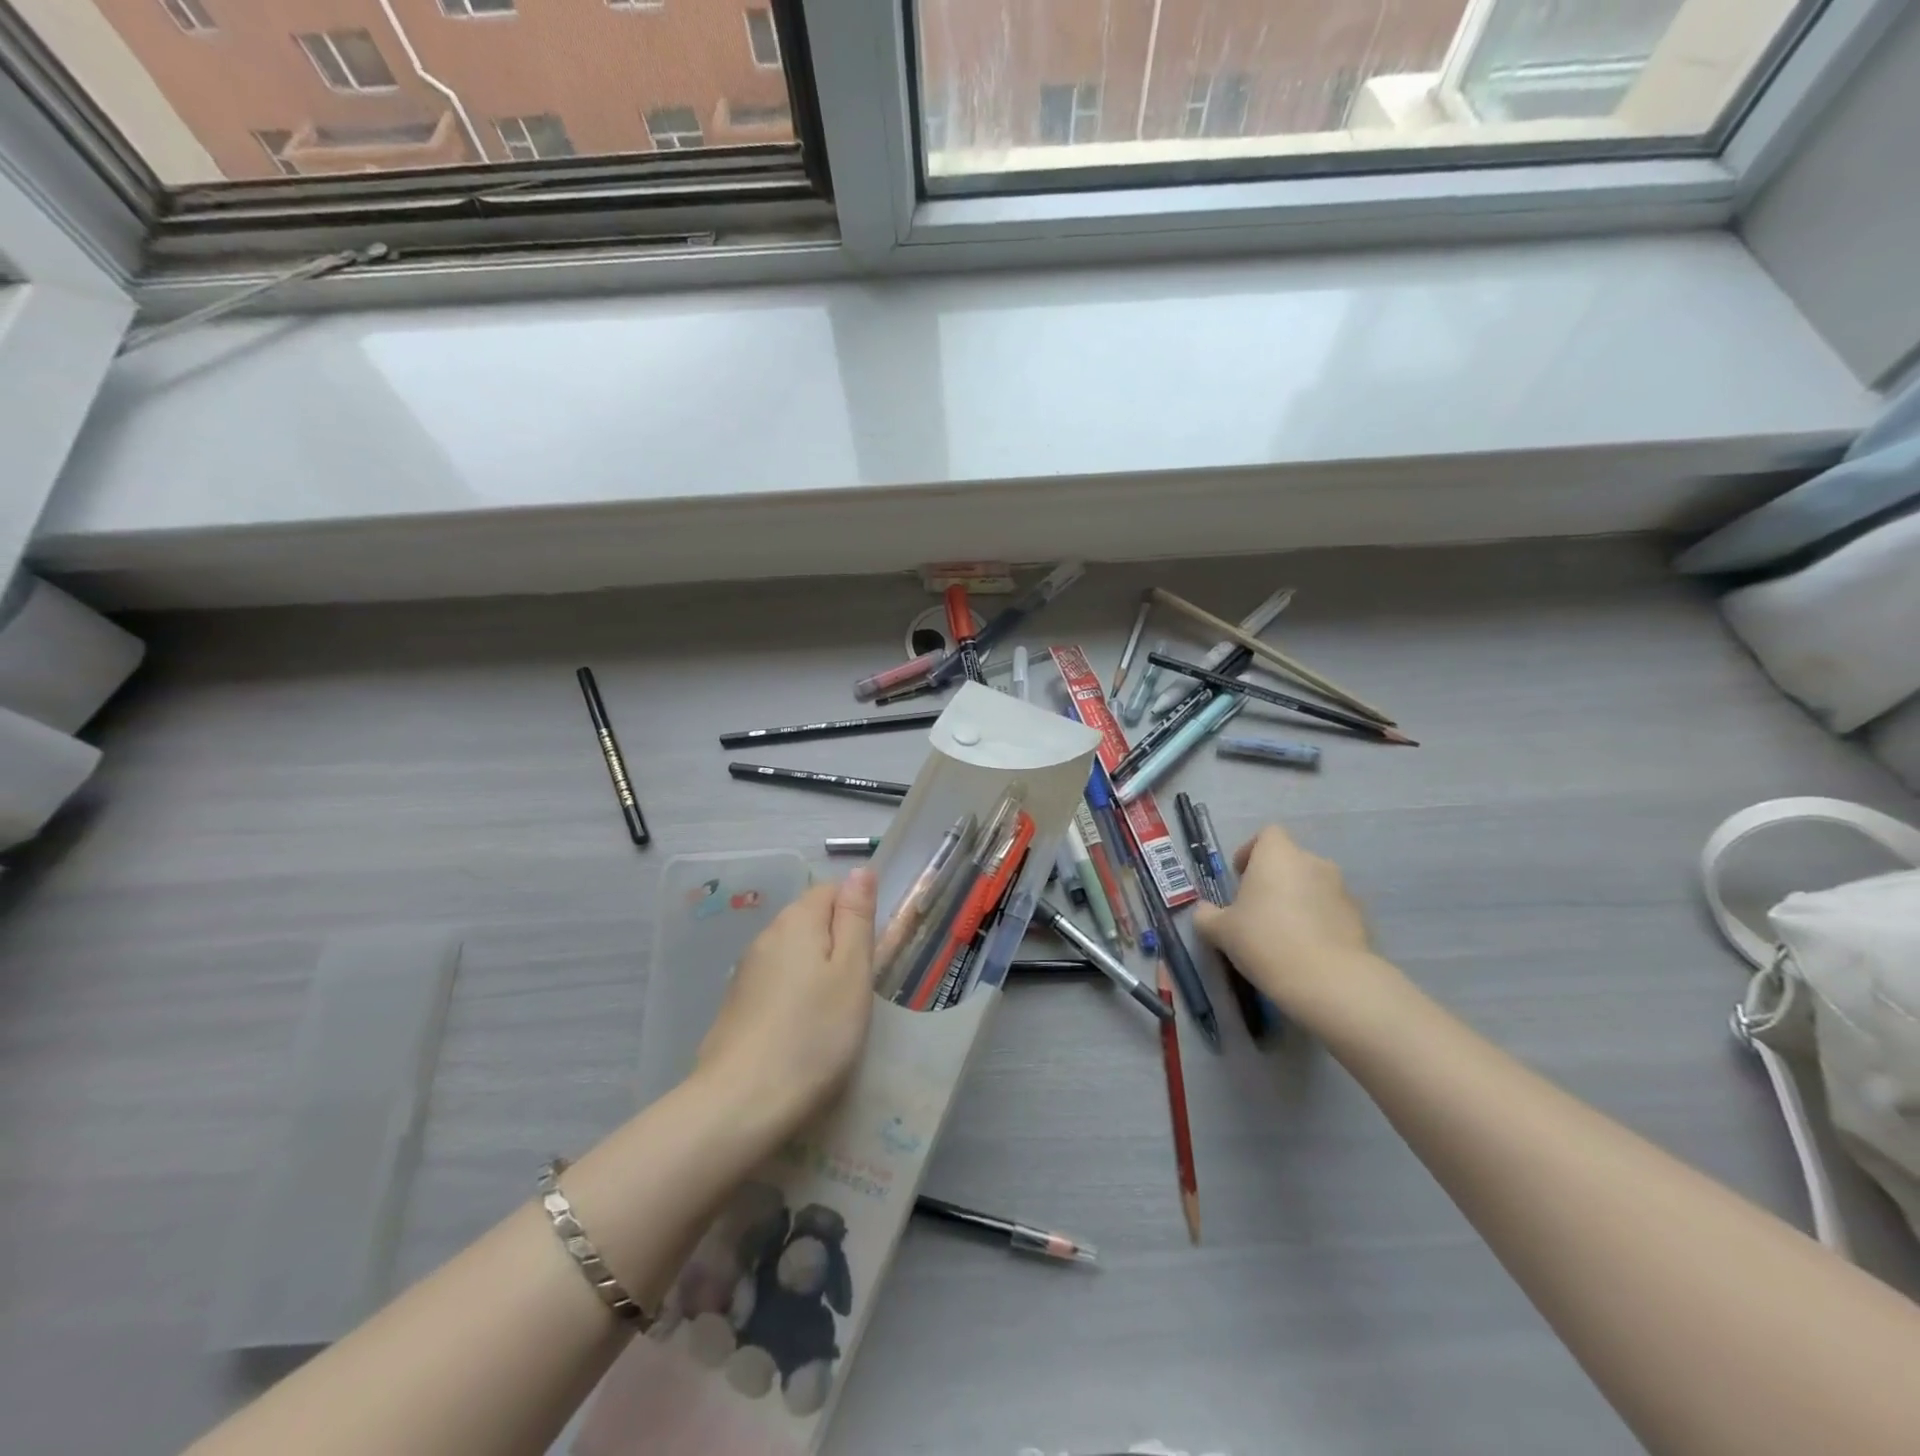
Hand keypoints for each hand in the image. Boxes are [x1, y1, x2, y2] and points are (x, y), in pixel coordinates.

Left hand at [694, 869, 876, 1139]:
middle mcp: (767, 935)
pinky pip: (776, 982)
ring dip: (816, 970)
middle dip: (837, 943)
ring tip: (833, 1013)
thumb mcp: (852, 972)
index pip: (832, 889)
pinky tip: (802, 1030)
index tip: (871, 954)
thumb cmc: (814, 1034)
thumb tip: (860, 870)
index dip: (857, 913)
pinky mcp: (737, 1004)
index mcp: (797, 920)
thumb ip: (856, 917)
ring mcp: (746, 971)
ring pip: (793, 953)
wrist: (741, 1103)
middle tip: (858, 988)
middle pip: (811, 920)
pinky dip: (794, 995)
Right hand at [1192, 826, 1382, 1008]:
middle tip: (1257, 909)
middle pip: (1290, 861)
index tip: (1240, 876)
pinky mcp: (1360, 917)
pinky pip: (1331, 911)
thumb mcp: (1221, 931)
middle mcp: (1313, 862)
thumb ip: (1207, 916)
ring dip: (1298, 900)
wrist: (1328, 980)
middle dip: (1274, 879)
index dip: (1252, 851)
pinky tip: (1307, 950)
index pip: (1268, 834)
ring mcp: (1341, 889)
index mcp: (1278, 855)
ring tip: (1284, 933)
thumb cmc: (1264, 940)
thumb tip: (1205, 912)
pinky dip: (1319, 921)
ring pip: (1313, 885)